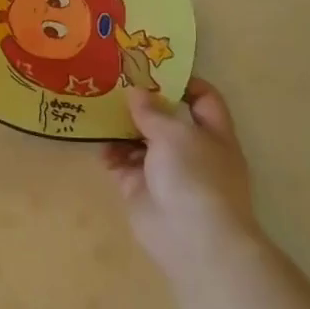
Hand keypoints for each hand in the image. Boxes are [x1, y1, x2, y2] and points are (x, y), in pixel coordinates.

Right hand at [104, 77, 260, 278]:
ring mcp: (165, 171)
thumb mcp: (175, 133)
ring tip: (97, 109)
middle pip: (166, 119)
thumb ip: (152, 111)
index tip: (152, 70)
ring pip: (140, 141)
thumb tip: (135, 91)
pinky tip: (96, 143)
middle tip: (112, 84)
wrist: (192, 238)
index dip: (183, 82)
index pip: (203, 99)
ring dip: (121, 127)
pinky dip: (110, 154)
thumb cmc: (195, 176)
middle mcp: (190, 150)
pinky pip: (122, 164)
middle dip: (141, 103)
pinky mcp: (140, 189)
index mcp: (213, 134)